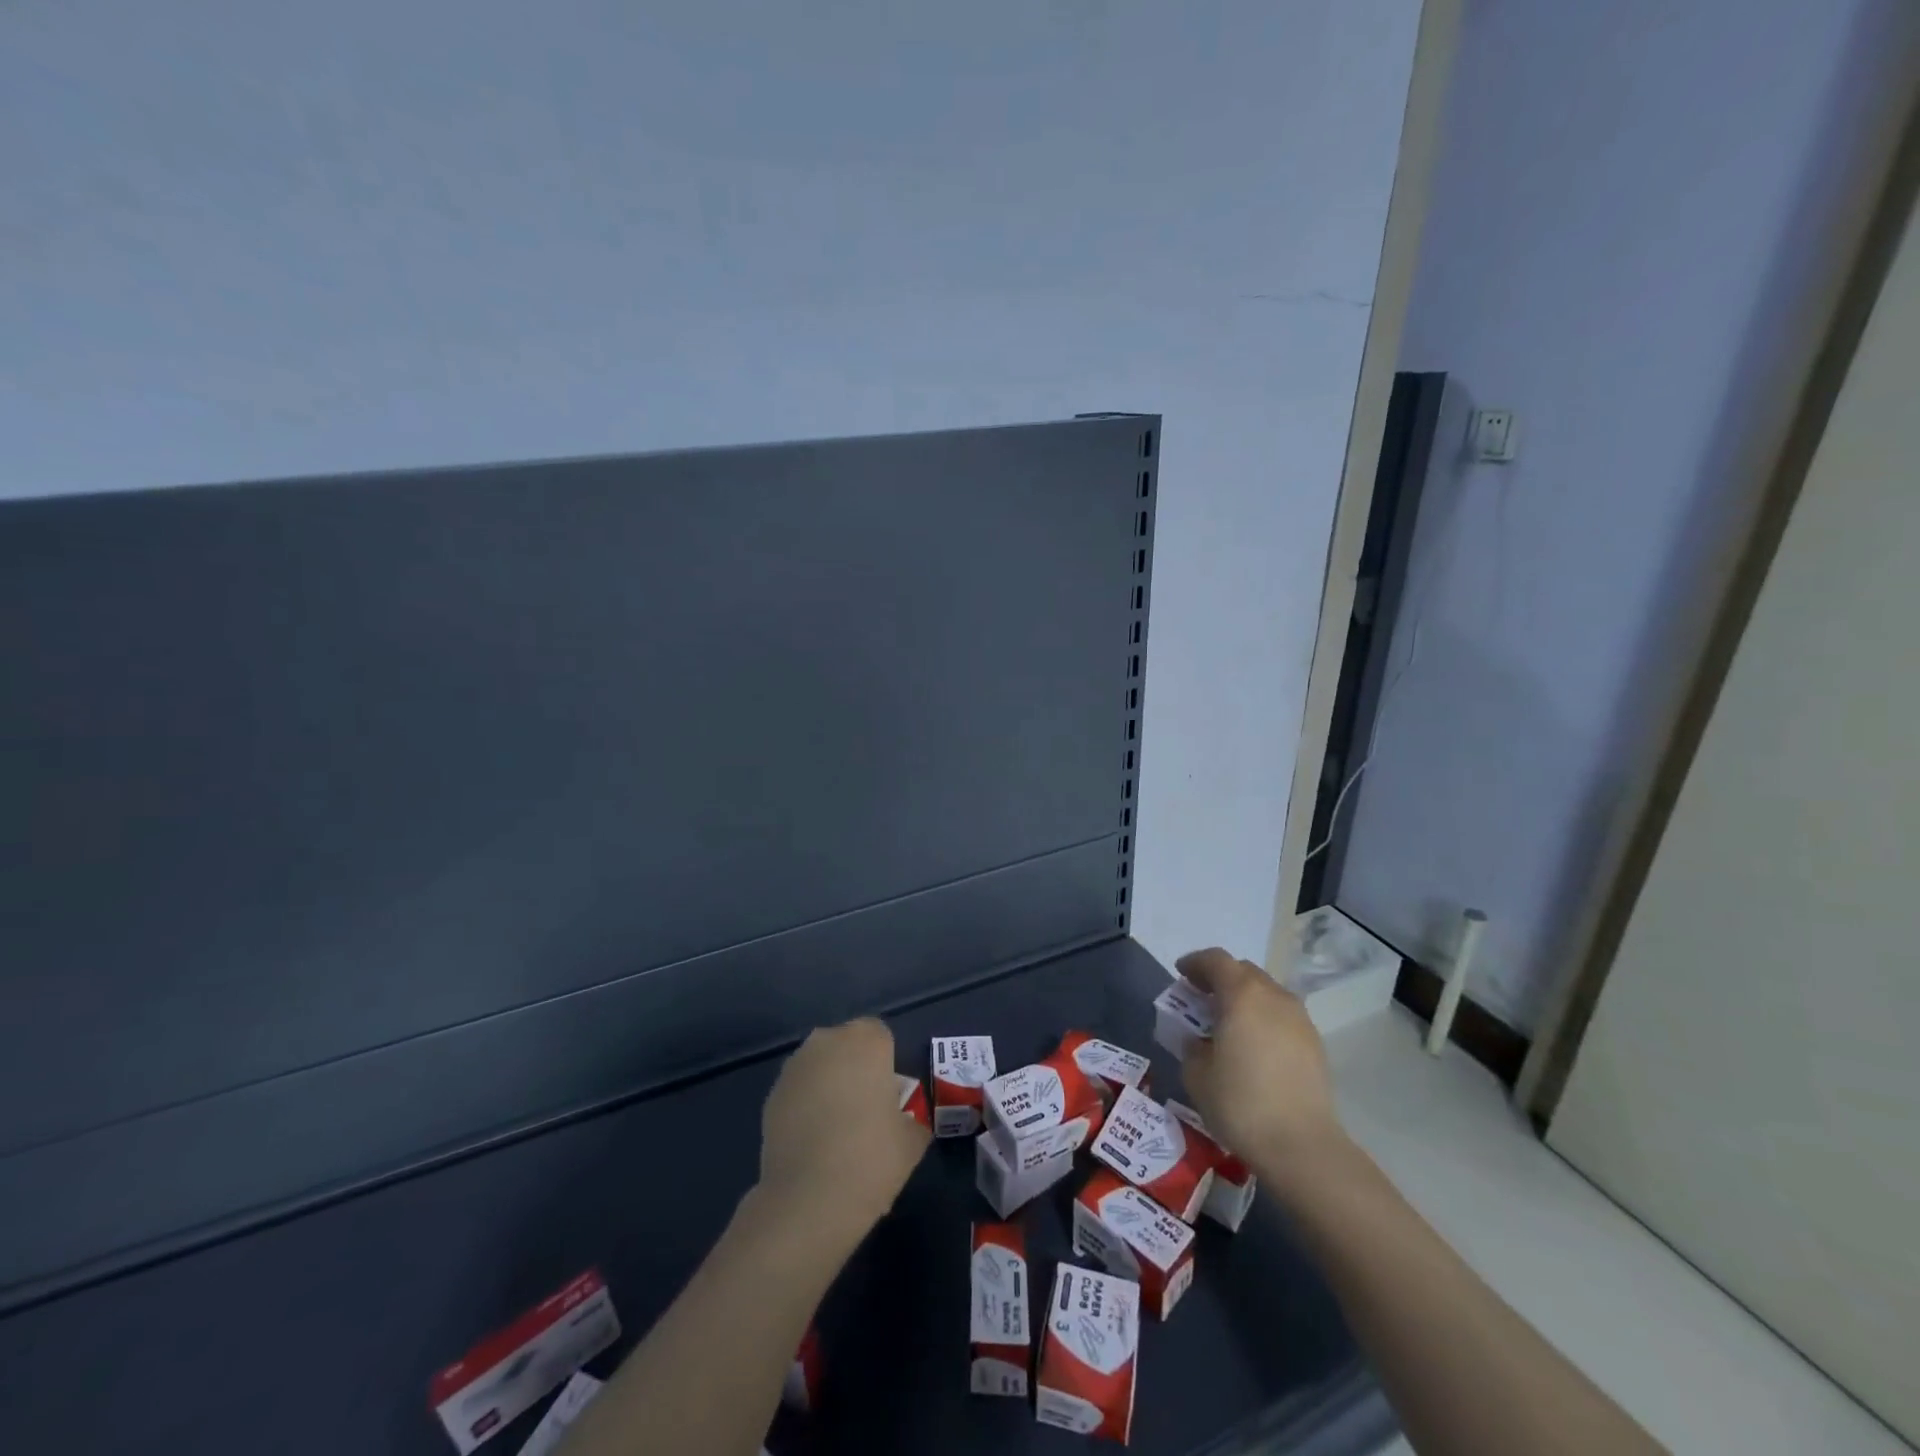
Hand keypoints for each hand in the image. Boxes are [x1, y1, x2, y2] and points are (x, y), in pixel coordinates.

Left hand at [755, 1018, 930, 1246]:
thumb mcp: (912, 1139)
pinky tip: (813, 1143)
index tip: (888, 1098)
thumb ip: (911, 1118)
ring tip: (836, 1131)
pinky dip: (806, 1106)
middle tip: (865, 1112)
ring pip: (820, 1067)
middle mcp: (828, 1042)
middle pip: (846, 1046)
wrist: (809, 1199)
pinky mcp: (771, 1095)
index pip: (880, 1037)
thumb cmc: (871, 1158)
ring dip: (828, 1086)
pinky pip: (799, 1091)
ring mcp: (795, 1067)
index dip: (885, 1065)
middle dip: (855, 1069)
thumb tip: (904, 1120)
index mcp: (866, 1040)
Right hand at [1176, 948, 1345, 1181]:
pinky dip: (1264, 1018)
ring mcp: (1299, 1019)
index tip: (1180, 974)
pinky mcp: (1315, 1043)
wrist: (1301, 1145)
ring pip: (1267, 992)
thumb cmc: (1240, 1103)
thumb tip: (1199, 1041)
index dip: (1195, 962)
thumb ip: (1192, 1046)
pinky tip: (1254, 1044)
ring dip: (1245, 998)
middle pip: (1244, 971)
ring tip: (1228, 1022)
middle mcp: (1274, 996)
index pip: (1216, 960)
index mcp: (1242, 995)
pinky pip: (1282, 1016)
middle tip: (1201, 997)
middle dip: (1220, 978)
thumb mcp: (1196, 1074)